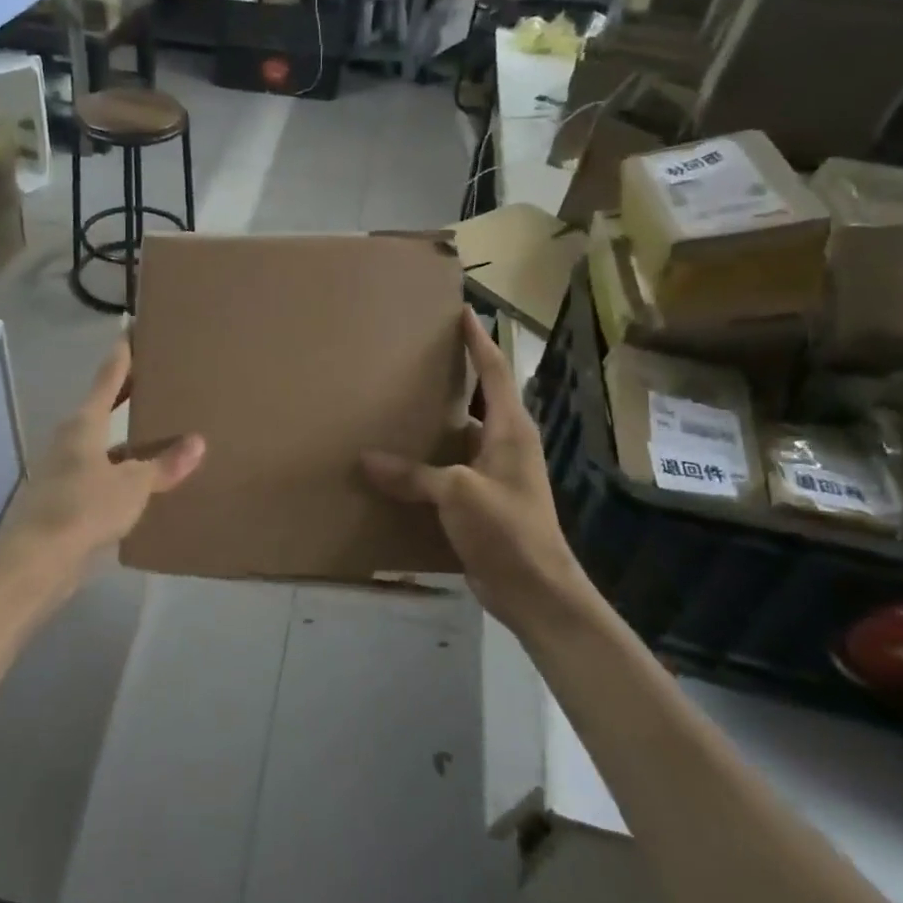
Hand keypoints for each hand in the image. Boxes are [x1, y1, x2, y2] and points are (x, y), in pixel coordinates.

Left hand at [4, 337, 205, 562]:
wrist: (37, 560)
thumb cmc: (84, 508)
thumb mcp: (133, 485)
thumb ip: (164, 465)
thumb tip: (198, 442)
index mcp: (84, 424)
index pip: (107, 379)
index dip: (122, 355)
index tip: (131, 330)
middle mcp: (71, 440)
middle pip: (102, 407)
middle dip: (126, 393)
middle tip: (154, 376)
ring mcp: (66, 470)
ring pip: (103, 443)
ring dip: (126, 436)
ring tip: (158, 429)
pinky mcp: (67, 498)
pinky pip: (102, 473)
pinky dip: (122, 469)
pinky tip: (143, 478)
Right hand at [361, 308, 595, 632]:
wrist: (536, 590)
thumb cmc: (508, 529)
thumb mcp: (458, 493)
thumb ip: (413, 474)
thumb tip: (366, 459)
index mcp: (510, 430)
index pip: (494, 372)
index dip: (479, 341)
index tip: (463, 312)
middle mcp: (504, 444)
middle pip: (477, 400)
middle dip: (452, 377)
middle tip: (415, 357)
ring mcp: (494, 474)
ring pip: (459, 437)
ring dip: (433, 424)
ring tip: (396, 406)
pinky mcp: (480, 501)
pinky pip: (448, 469)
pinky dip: (425, 463)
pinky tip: (397, 464)